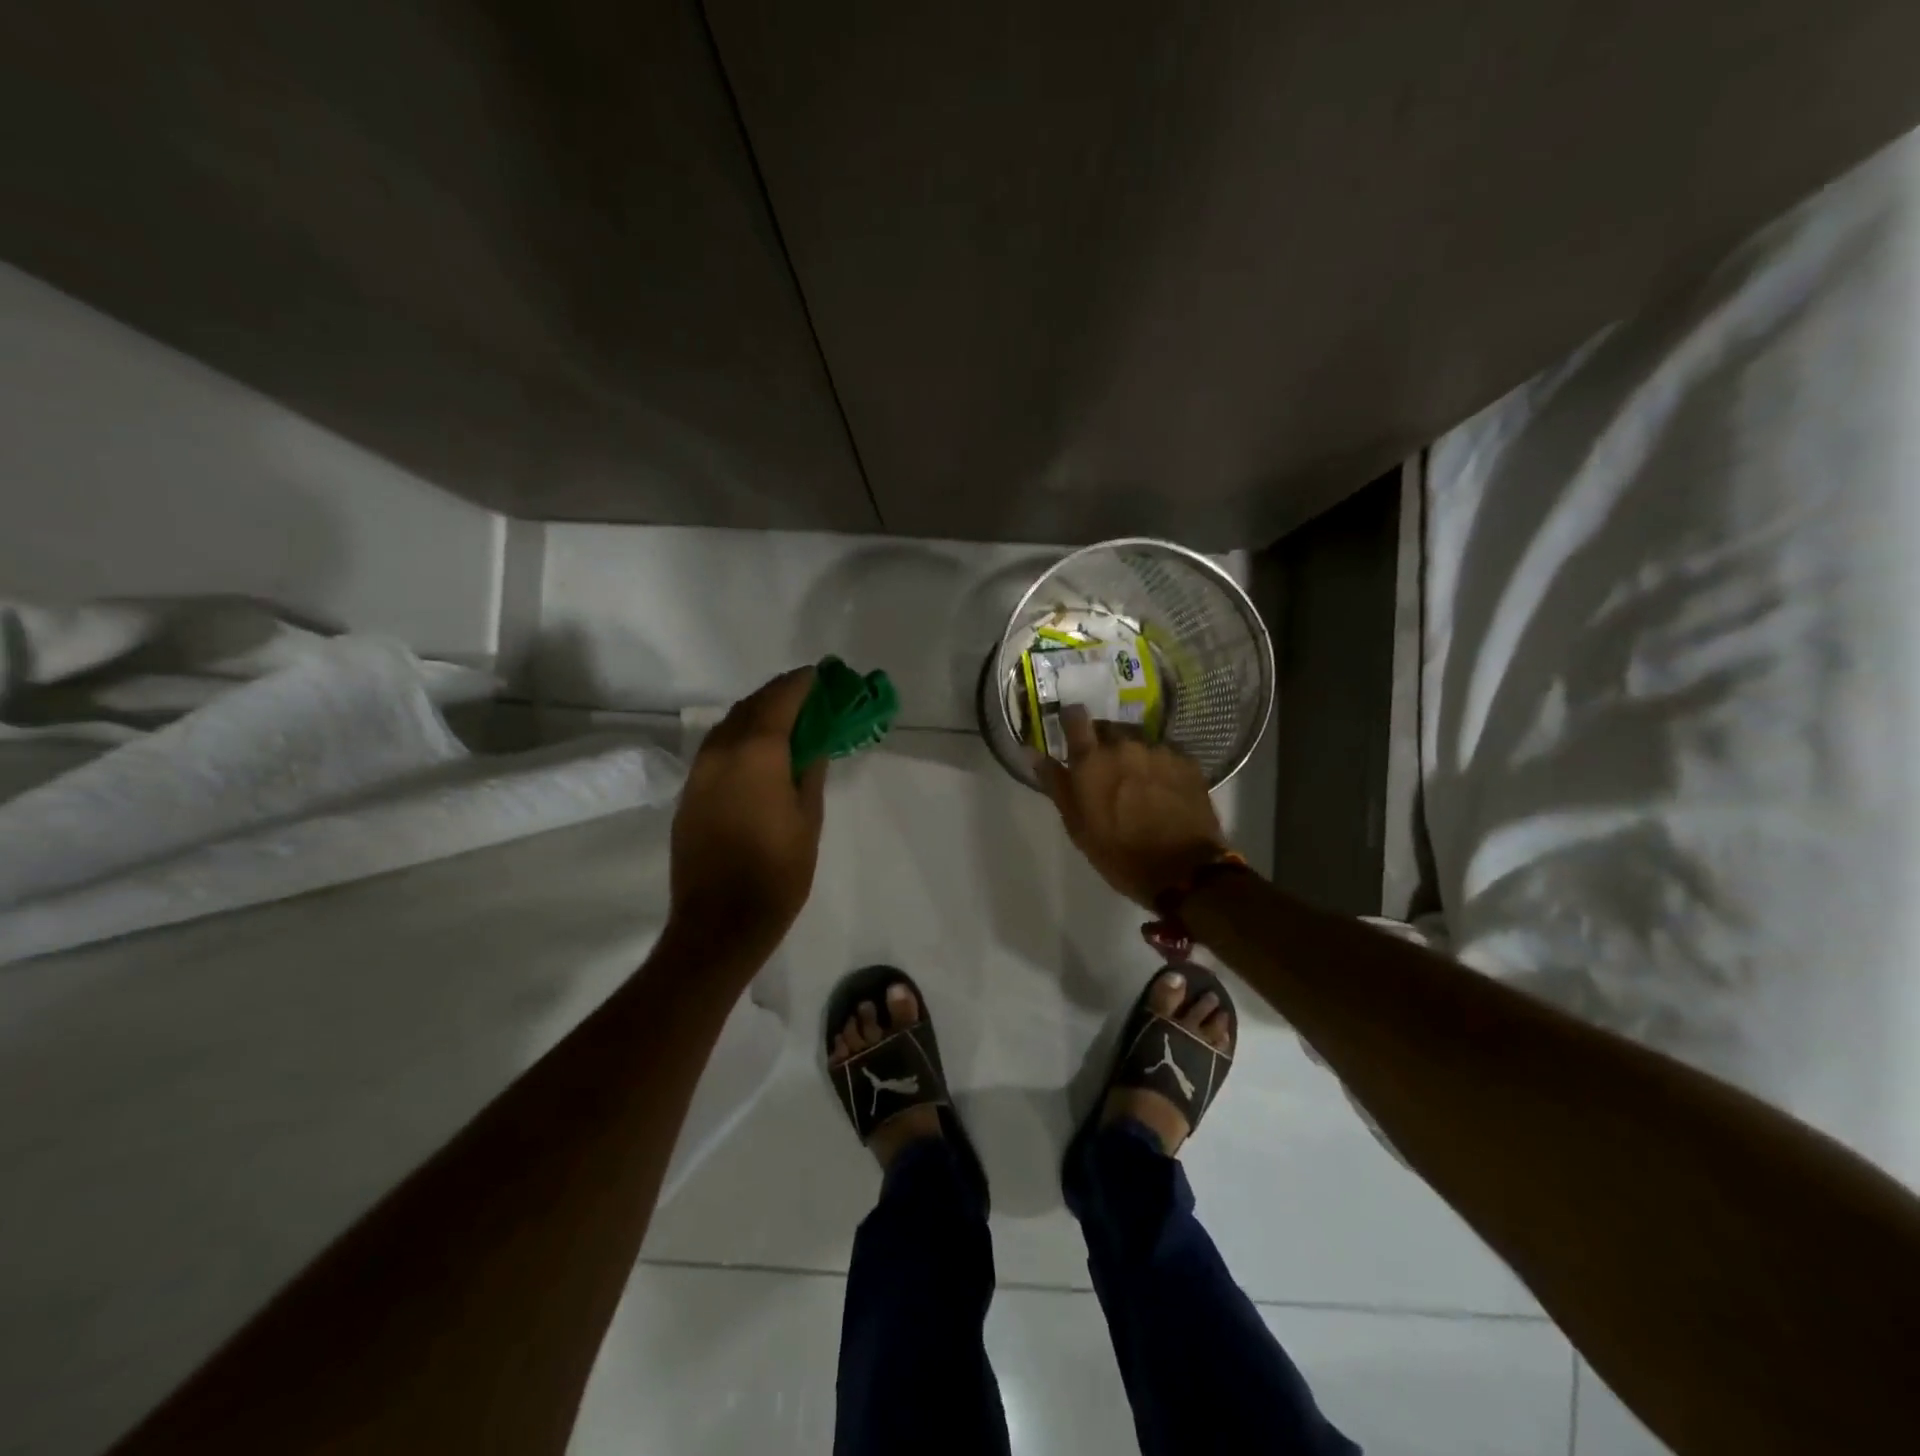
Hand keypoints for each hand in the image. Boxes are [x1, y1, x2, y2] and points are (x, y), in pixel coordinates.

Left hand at [668, 667, 825, 950]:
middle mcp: (721, 752)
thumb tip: (812, 743)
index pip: (780, 700)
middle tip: (807, 695)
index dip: (801, 683)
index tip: (821, 676)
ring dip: (756, 714)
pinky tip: (758, 753)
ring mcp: (699, 773)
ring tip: (785, 721)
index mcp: (756, 753)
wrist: (720, 922)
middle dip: (779, 694)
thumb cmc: (778, 872)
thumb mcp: (808, 819)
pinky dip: (739, 738)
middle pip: (750, 706)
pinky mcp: (689, 794)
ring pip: (728, 725)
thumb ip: (810, 771)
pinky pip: (716, 749)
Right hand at [1035, 705, 1230, 908]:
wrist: (1183, 871)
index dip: (1071, 720)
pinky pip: (1166, 753)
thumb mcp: (1077, 825)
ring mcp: (1160, 751)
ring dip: (1133, 755)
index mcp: (1092, 759)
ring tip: (1137, 783)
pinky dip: (1159, 766)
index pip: (1075, 717)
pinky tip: (1162, 790)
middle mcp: (1125, 745)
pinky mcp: (1187, 761)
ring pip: (1139, 741)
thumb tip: (1032, 752)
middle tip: (1105, 771)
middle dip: (1104, 744)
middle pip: (1109, 728)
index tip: (1071, 731)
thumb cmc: (1119, 853)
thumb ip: (1055, 783)